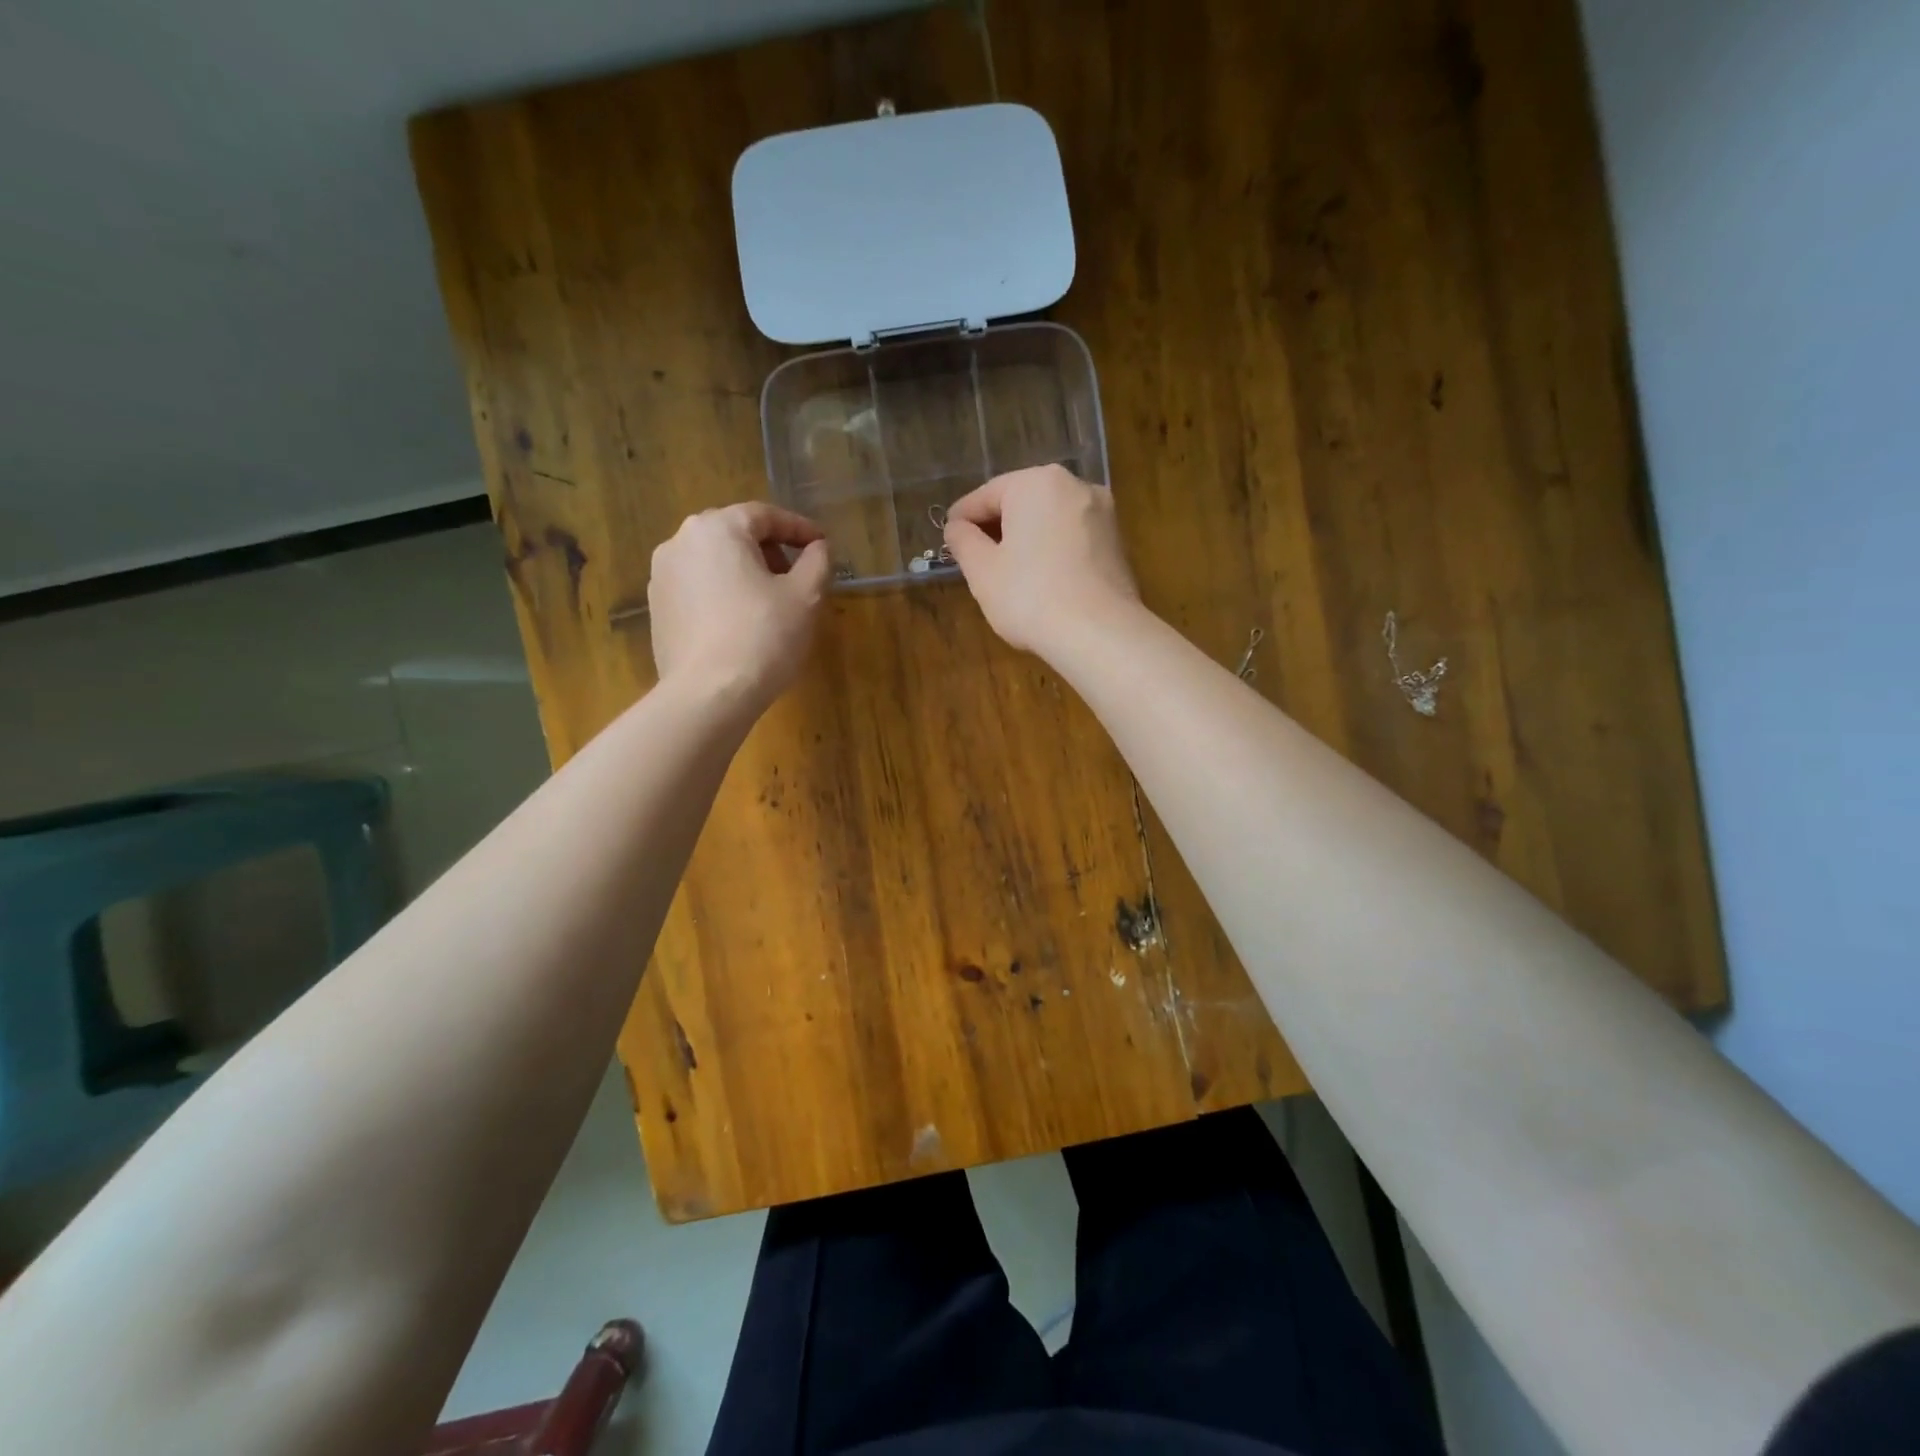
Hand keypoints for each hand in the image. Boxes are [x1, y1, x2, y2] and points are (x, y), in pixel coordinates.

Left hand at [648, 503, 831, 714]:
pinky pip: (698, 589)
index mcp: (717, 528)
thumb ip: (817, 561)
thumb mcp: (805, 596)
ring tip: (771, 602)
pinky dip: (723, 594)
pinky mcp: (657, 610)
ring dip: (745, 573)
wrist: (708, 694)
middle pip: (735, 535)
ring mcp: (661, 577)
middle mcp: (680, 542)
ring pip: (714, 562)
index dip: (799, 528)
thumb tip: (818, 547)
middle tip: (798, 575)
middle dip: (770, 550)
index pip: (764, 515)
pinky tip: (742, 623)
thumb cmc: (763, 636)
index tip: (822, 545)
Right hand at [943, 465, 1141, 656]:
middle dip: (997, 526)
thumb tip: (957, 527)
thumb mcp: (982, 571)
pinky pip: (1073, 538)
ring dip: (1027, 538)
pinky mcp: (1117, 542)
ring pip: (1050, 520)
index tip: (947, 536)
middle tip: (975, 555)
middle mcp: (1074, 486)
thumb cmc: (1030, 596)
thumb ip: (963, 541)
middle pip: (1022, 502)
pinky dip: (1053, 550)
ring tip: (1007, 569)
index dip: (962, 517)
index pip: (987, 495)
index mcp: (1036, 483)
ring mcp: (1102, 513)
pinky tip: (1041, 578)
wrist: (1099, 633)